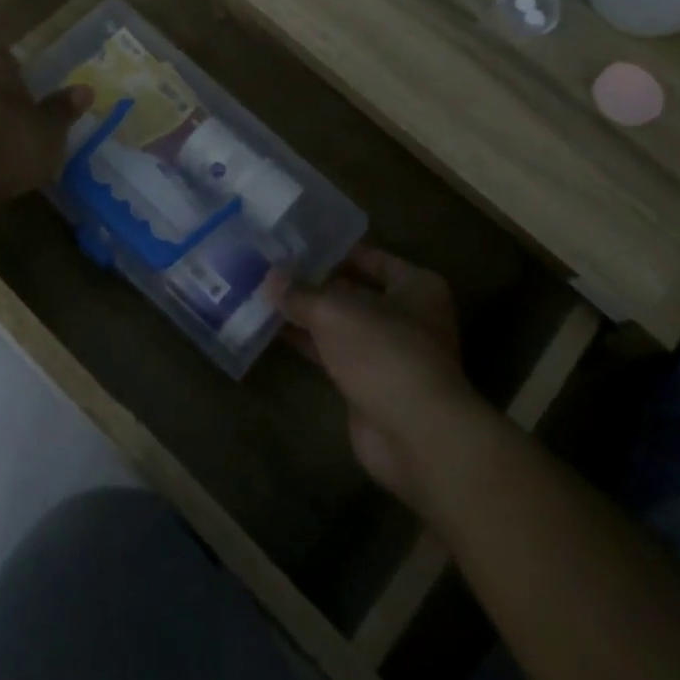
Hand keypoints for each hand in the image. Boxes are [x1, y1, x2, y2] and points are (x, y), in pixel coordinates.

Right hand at [280, 247, 484, 526]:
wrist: (414, 434)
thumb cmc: (383, 352)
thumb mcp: (334, 310)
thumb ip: (300, 293)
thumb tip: (270, 278)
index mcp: (416, 286)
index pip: (370, 257)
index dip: (332, 251)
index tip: (293, 245)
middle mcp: (408, 316)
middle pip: (354, 291)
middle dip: (314, 284)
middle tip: (271, 269)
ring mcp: (389, 353)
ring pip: (341, 325)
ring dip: (306, 315)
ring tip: (263, 296)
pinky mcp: (370, 385)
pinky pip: (333, 354)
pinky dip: (308, 344)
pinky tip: (273, 331)